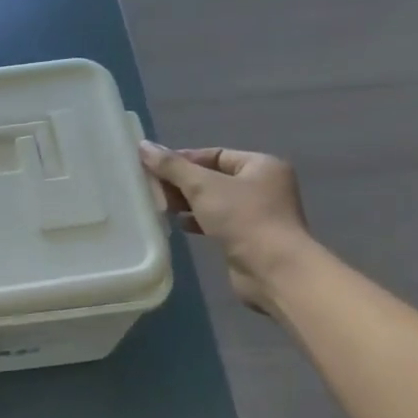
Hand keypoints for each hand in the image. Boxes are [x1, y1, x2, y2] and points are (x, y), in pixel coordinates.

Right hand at [138, 142, 312, 313]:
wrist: (273, 270)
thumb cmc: (243, 218)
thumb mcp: (203, 186)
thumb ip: (172, 166)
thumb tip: (144, 146)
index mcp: (261, 165)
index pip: (215, 154)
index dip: (184, 159)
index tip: (155, 167)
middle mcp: (263, 186)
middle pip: (213, 177)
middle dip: (183, 183)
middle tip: (153, 188)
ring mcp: (258, 214)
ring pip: (214, 201)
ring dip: (188, 203)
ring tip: (161, 206)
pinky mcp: (249, 238)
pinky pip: (218, 222)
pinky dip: (198, 221)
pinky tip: (179, 224)